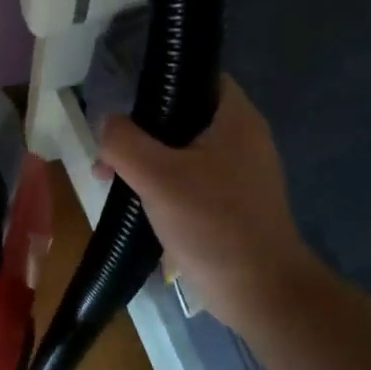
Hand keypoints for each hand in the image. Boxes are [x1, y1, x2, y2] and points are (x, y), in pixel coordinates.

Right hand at [96, 76, 319, 327]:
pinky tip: (137, 201)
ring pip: (182, 149)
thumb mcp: (157, 176)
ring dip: (146, 159)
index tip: (125, 97)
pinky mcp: (231, 203)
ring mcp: (238, 173)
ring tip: (112, 178)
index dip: (161, 78)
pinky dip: (162, 183)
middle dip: (142, 128)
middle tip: (110, 147)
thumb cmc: (213, 225)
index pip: (198, 74)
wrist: (261, 295)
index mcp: (235, 119)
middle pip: (183, 114)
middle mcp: (242, 138)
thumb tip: (108, 124)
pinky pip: (189, 178)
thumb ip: (124, 141)